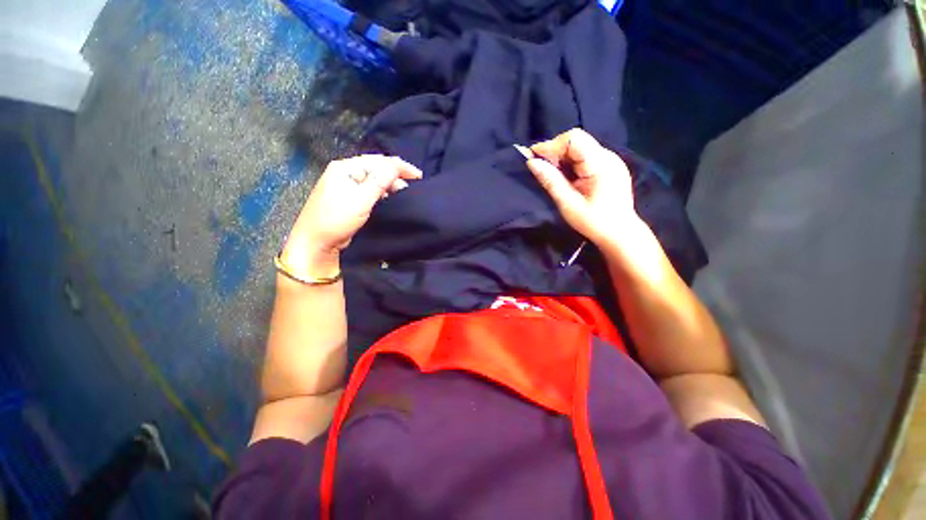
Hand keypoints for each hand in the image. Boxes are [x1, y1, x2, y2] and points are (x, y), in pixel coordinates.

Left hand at [281, 155, 421, 275]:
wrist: (316, 242)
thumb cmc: (337, 219)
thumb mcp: (361, 199)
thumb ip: (379, 181)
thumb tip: (396, 166)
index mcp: (345, 168)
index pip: (377, 161)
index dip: (399, 166)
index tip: (418, 176)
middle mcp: (345, 172)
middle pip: (376, 168)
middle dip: (395, 175)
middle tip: (412, 187)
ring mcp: (345, 185)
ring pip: (373, 179)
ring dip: (389, 184)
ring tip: (403, 193)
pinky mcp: (348, 198)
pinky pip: (369, 189)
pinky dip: (382, 192)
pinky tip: (389, 198)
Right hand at [526, 128, 636, 245]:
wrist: (620, 233)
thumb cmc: (594, 222)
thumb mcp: (568, 204)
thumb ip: (551, 181)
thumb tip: (531, 162)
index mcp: (601, 164)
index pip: (574, 139)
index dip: (551, 146)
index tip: (533, 157)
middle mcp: (608, 156)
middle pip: (576, 140)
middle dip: (555, 152)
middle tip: (541, 168)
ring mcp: (610, 160)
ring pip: (579, 147)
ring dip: (561, 158)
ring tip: (552, 174)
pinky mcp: (608, 166)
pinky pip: (585, 156)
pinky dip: (570, 163)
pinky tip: (565, 177)